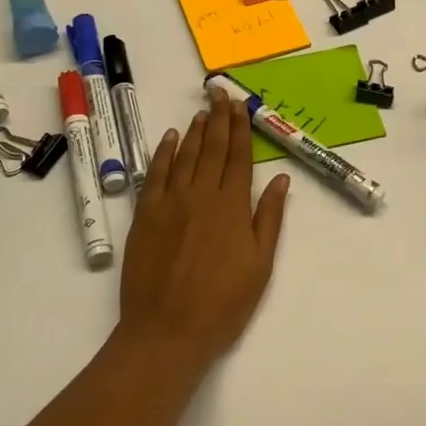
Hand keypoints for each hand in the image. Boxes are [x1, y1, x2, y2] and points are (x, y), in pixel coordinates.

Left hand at [117, 89, 289, 374]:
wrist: (166, 332)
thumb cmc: (222, 303)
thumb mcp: (260, 264)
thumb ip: (269, 218)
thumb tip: (280, 179)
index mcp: (232, 206)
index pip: (238, 156)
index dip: (240, 128)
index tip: (240, 106)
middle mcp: (201, 195)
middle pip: (211, 148)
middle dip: (218, 119)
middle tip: (219, 93)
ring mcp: (170, 203)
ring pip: (184, 156)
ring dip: (194, 131)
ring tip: (202, 111)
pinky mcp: (145, 216)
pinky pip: (154, 175)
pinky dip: (162, 153)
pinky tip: (168, 138)